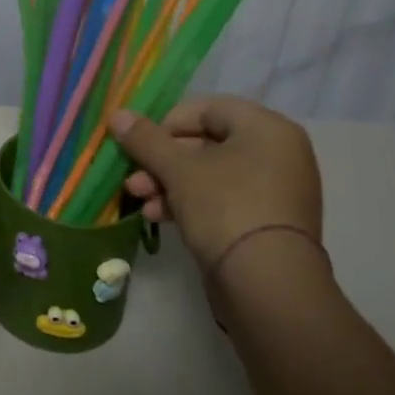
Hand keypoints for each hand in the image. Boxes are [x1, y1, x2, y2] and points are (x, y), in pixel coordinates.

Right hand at [112, 97, 322, 272]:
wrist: (268, 285)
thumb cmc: (225, 208)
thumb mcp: (178, 170)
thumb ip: (145, 140)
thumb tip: (117, 114)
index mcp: (267, 128)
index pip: (207, 108)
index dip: (167, 123)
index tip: (141, 145)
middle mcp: (277, 153)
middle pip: (205, 143)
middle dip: (162, 161)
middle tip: (133, 178)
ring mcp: (274, 190)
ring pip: (209, 174)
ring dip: (169, 184)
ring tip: (141, 201)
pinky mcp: (265, 222)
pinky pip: (222, 200)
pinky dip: (189, 203)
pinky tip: (160, 218)